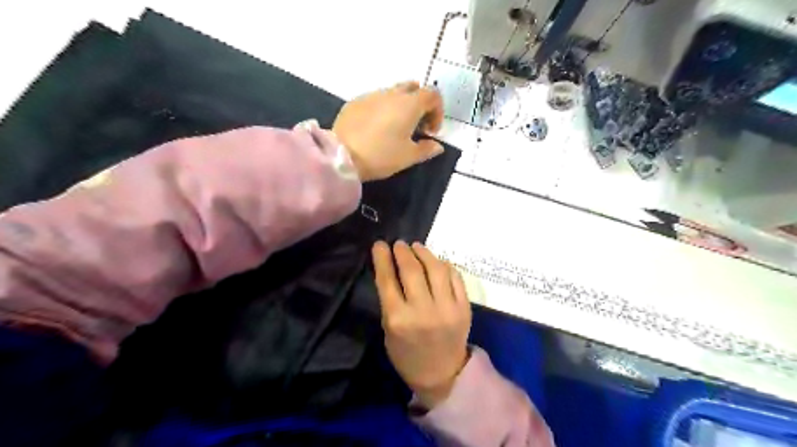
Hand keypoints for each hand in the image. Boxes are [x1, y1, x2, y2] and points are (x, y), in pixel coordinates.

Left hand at [333, 82, 445, 181]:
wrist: (342, 156)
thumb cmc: (381, 156)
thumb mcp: (408, 157)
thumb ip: (426, 149)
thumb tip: (437, 146)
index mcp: (409, 104)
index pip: (433, 95)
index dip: (437, 112)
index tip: (431, 132)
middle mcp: (392, 94)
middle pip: (413, 88)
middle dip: (420, 104)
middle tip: (416, 126)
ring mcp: (371, 95)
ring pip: (392, 93)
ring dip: (400, 106)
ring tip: (395, 128)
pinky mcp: (355, 102)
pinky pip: (375, 100)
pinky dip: (382, 109)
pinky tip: (375, 128)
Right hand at [370, 241, 467, 407]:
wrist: (442, 374)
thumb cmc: (407, 355)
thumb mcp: (389, 330)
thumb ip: (390, 300)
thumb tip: (391, 268)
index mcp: (398, 319)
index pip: (387, 280)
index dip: (382, 258)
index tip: (380, 244)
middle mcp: (423, 311)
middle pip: (412, 270)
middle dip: (403, 251)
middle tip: (399, 244)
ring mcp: (447, 308)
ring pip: (436, 269)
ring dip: (424, 253)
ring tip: (417, 247)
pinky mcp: (464, 308)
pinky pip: (455, 277)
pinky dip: (444, 265)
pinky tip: (436, 261)